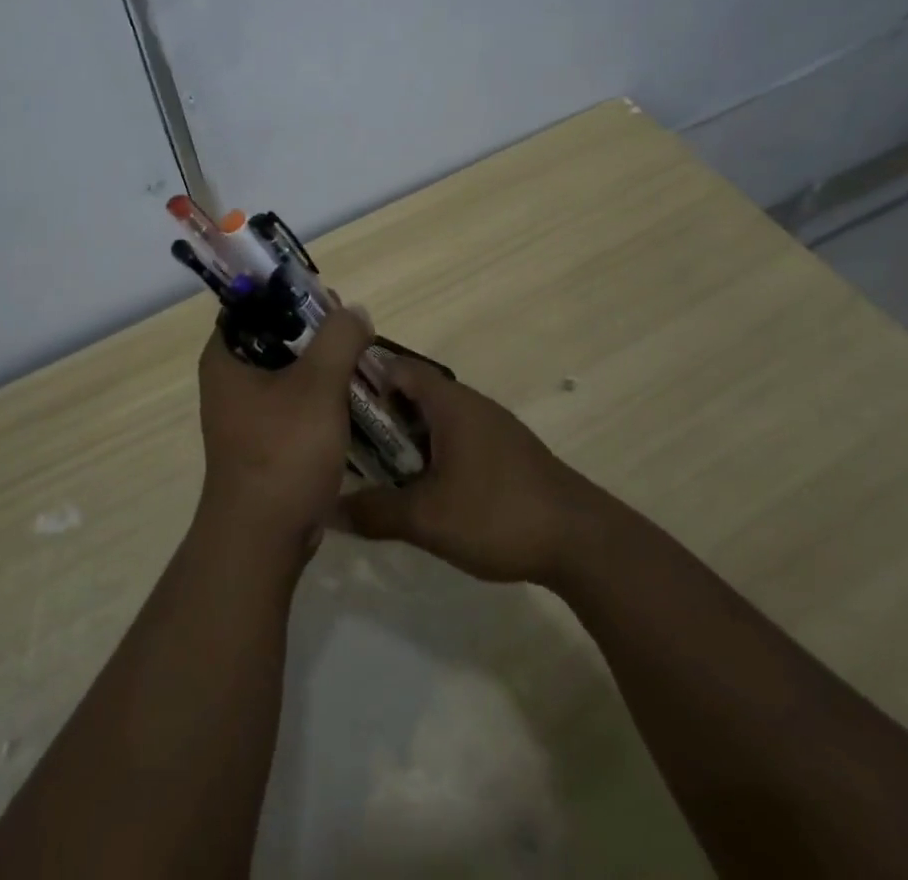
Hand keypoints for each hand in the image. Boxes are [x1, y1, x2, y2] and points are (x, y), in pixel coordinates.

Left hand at [196, 305, 374, 550]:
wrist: (263, 538)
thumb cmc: (283, 451)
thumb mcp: (318, 385)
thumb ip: (339, 338)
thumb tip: (354, 312)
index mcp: (225, 358)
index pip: (253, 304)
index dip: (290, 294)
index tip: (329, 300)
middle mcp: (228, 381)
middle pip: (275, 337)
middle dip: (315, 333)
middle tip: (352, 332)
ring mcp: (245, 414)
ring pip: (287, 373)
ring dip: (321, 366)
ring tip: (358, 361)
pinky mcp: (264, 441)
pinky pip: (293, 404)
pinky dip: (319, 398)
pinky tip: (350, 399)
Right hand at [338, 361, 604, 584]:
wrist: (580, 540)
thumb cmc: (497, 513)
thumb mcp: (427, 519)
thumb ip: (375, 512)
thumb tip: (327, 509)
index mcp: (449, 402)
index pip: (395, 367)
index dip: (361, 378)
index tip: (330, 402)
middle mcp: (469, 403)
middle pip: (412, 393)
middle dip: (378, 415)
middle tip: (344, 443)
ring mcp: (491, 426)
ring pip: (434, 419)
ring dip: (405, 438)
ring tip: (374, 468)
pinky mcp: (505, 451)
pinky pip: (455, 438)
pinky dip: (431, 452)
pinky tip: (421, 488)